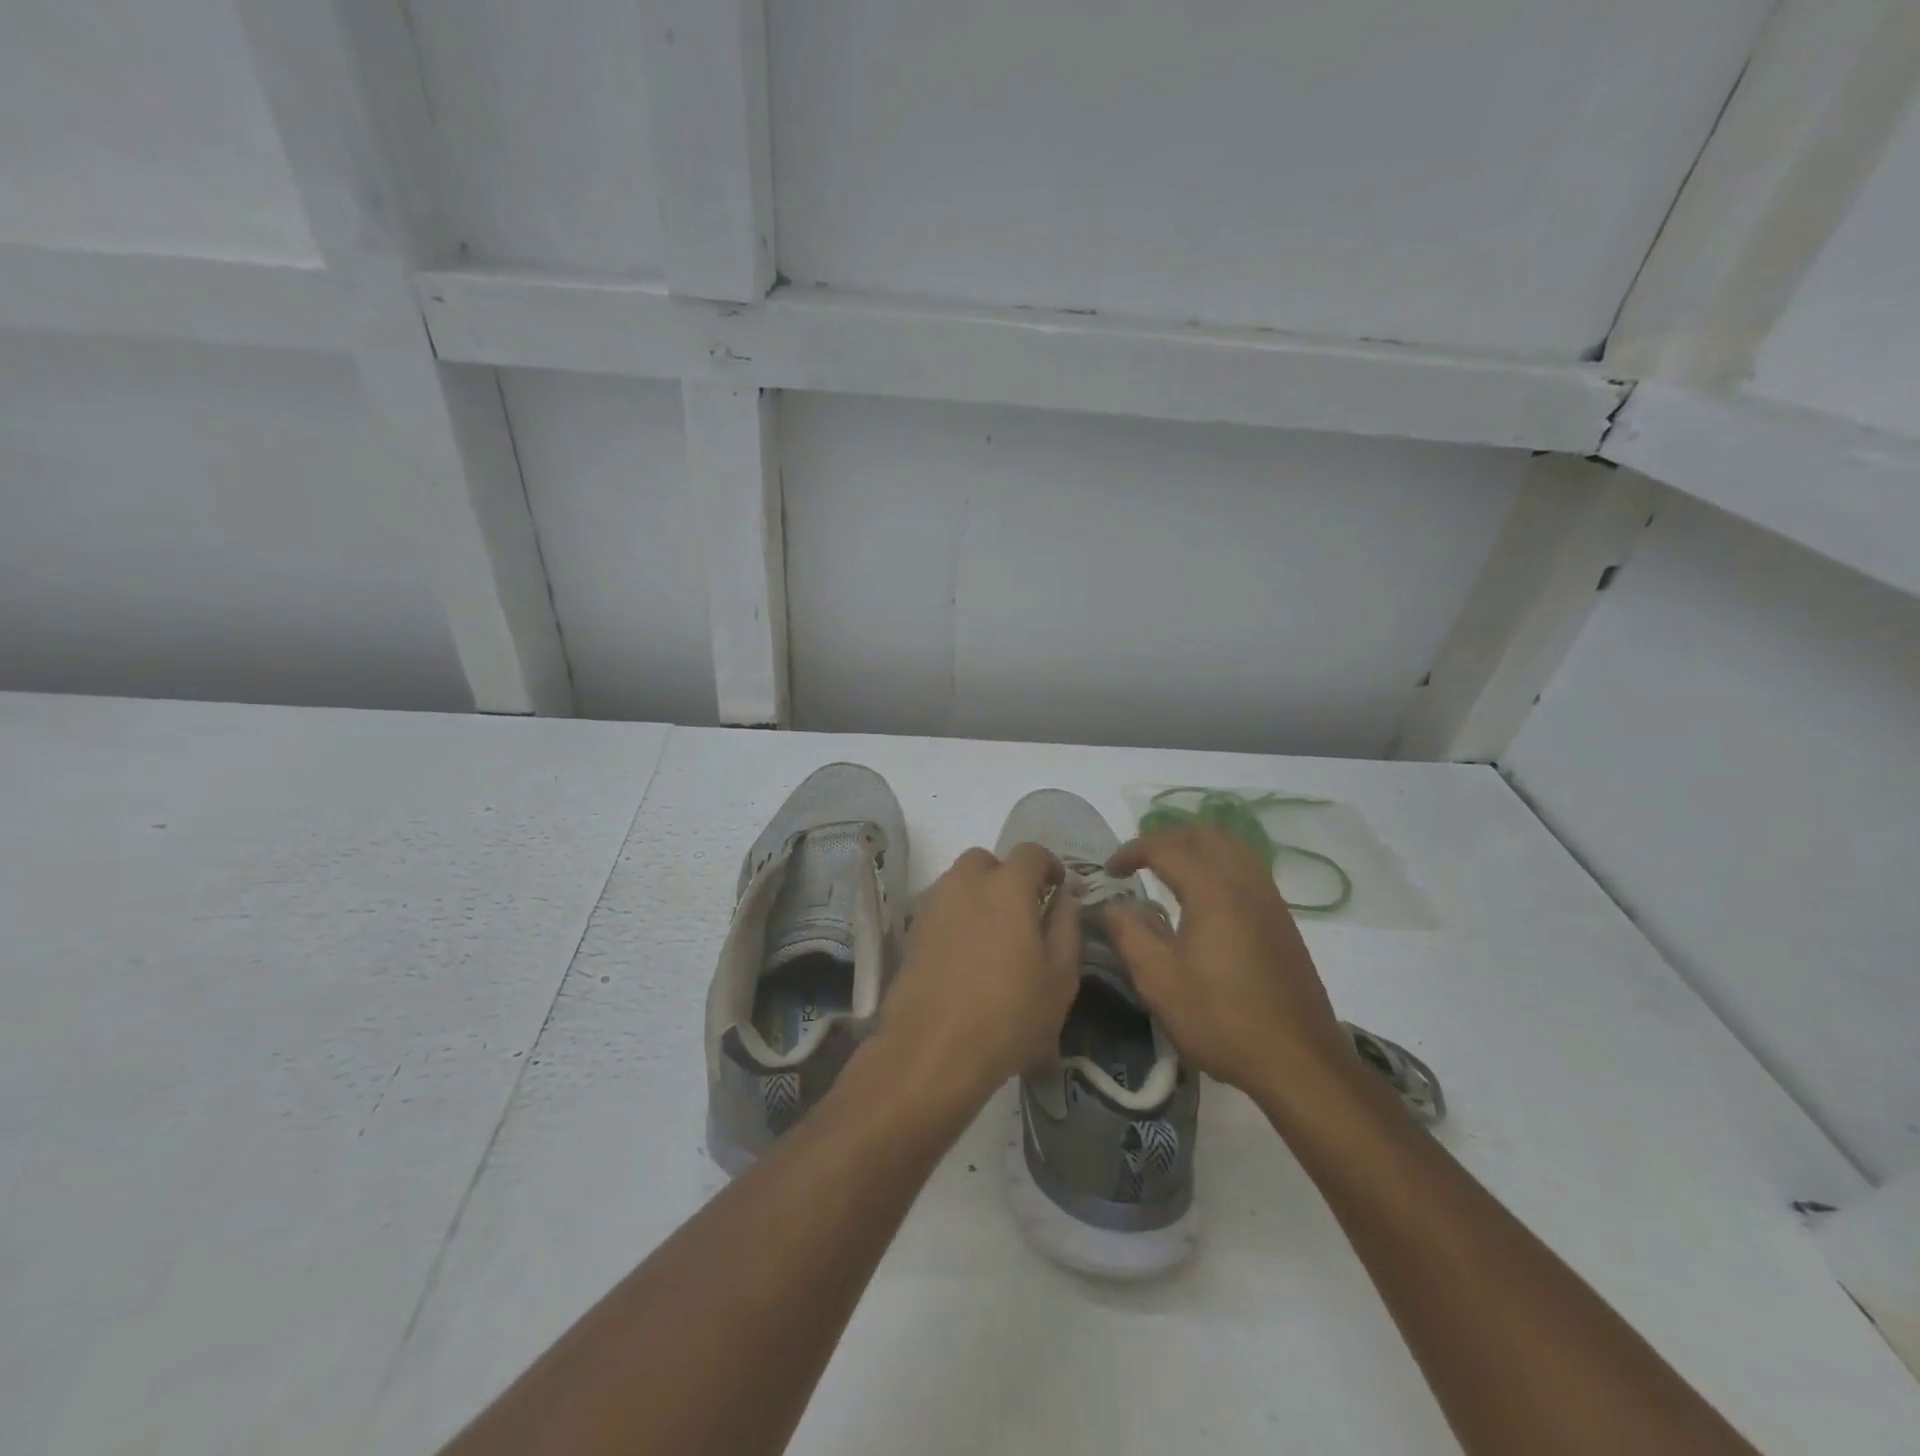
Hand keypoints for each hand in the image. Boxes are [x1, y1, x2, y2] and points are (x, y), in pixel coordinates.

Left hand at [869, 844, 1081, 1116]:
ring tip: (992, 936)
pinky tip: (965, 955)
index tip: (1057, 889)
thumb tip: (1065, 897)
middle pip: (986, 861)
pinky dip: (956, 916)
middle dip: (1006, 876)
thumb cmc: (1009, 1016)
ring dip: (978, 894)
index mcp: (1007, 887)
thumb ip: (1066, 928)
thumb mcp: (1060, 979)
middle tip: (1021, 912)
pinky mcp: (912, 930)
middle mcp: (965, 883)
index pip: (1030, 853)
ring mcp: (933, 905)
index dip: (1048, 865)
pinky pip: (940, 907)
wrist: (932, 1050)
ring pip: (959, 882)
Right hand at [1103, 826, 1350, 1095]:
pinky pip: (1248, 868)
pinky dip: (1219, 863)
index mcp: (1213, 892)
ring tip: (1169, 869)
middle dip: (1166, 838)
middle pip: (1205, 835)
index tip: (1110, 870)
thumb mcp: (1160, 983)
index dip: (1133, 850)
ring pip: (1233, 847)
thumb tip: (1114, 906)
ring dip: (1196, 846)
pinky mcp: (1283, 921)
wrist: (1299, 1062)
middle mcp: (1245, 884)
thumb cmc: (1222, 1020)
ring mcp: (1270, 900)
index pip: (1167, 848)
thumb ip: (1130, 936)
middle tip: (1138, 860)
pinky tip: (1205, 896)